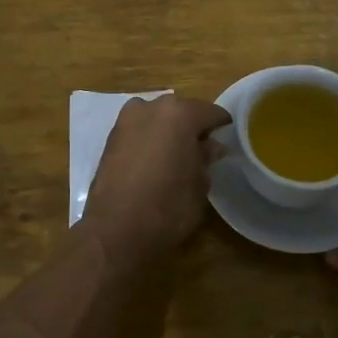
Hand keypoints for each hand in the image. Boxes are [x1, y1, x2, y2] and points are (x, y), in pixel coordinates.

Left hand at [82, 95, 231, 263]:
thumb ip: (206, 158)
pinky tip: (154, 160)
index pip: (210, 112)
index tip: (227, 137)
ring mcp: (126, 120)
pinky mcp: (110, 138)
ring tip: (175, 154)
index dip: (221, 125)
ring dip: (167, 130)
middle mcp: (151, 107)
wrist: (116, 230)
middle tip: (201, 148)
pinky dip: (148, 139)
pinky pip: (138, 130)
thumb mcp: (200, 184)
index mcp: (180, 114)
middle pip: (180, 110)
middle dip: (191, 126)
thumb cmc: (169, 206)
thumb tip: (210, 146)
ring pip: (156, 118)